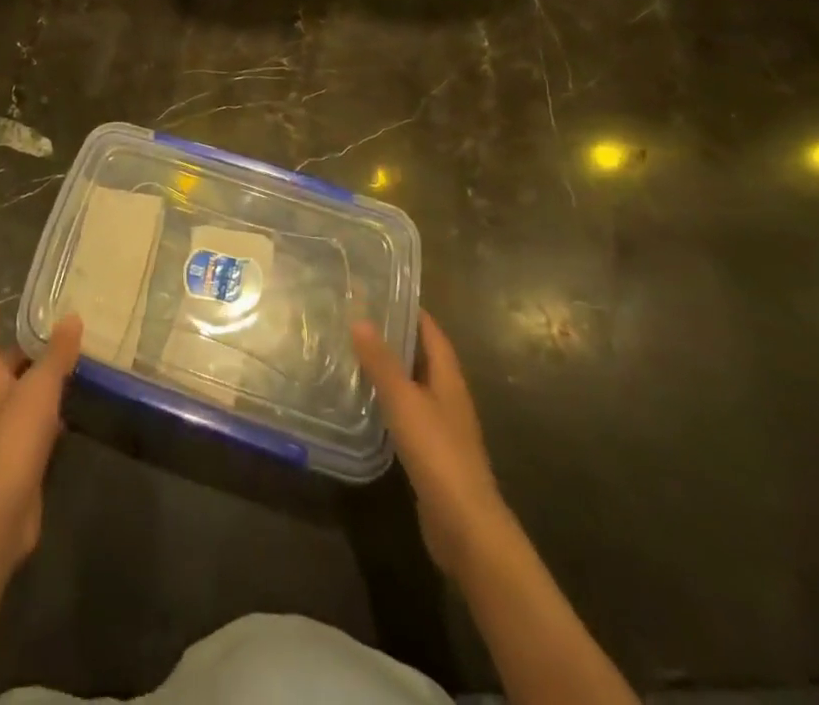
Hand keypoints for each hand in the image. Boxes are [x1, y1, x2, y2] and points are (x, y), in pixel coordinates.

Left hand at [0, 309, 82, 561]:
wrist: (1, 509)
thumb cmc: (14, 438)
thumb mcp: (39, 388)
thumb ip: (56, 354)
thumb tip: (71, 317)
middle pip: (5, 372)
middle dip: (21, 353)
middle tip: (48, 333)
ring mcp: (7, 435)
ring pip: (23, 399)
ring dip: (39, 383)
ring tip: (67, 366)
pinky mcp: (22, 461)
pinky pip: (36, 428)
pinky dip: (50, 416)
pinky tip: (69, 414)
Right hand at [352, 310, 505, 573]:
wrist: (465, 527)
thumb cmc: (437, 453)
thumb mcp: (404, 401)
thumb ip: (382, 362)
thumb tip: (360, 318)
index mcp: (449, 379)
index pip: (432, 333)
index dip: (411, 311)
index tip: (382, 291)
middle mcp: (449, 398)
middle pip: (423, 358)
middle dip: (396, 337)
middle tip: (358, 318)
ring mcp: (442, 427)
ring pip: (414, 386)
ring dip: (390, 370)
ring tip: (354, 353)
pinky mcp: (431, 453)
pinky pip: (408, 413)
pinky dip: (389, 401)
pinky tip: (366, 401)